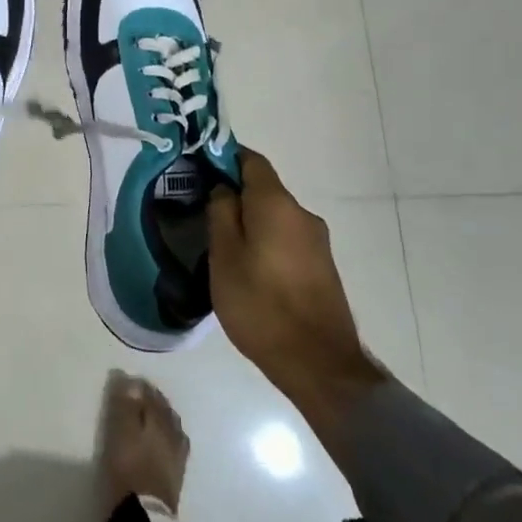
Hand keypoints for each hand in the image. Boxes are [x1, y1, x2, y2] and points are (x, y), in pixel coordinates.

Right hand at [207, 149, 386, 444]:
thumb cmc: (261, 304)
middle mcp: (302, 214)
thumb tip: (224, 187)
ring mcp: (317, 242)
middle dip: (234, 194)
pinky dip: (265, 241)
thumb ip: (221, 213)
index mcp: (277, 204)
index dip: (224, 157)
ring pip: (275, 216)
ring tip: (220, 244)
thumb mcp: (224, 256)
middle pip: (264, 189)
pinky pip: (286, 239)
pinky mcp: (322, 267)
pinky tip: (247, 267)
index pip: (251, 160)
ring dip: (250, 221)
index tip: (199, 168)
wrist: (318, 364)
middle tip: (201, 211)